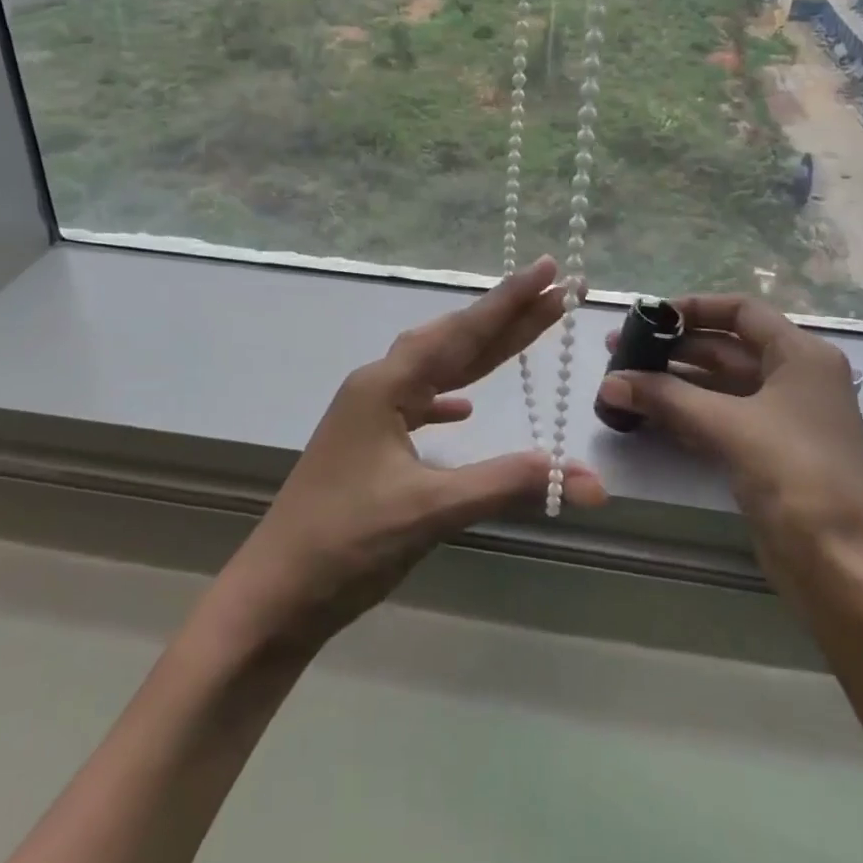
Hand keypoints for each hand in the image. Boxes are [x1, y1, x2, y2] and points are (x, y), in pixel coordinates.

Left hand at [218, 256, 607, 649]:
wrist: (275, 594)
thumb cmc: (347, 543)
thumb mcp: (431, 510)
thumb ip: (507, 484)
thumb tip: (587, 478)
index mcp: (386, 386)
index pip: (461, 333)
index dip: (509, 301)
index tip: (547, 268)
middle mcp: (378, 387)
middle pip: (453, 342)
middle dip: (505, 319)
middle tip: (553, 293)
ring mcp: (370, 415)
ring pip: (436, 370)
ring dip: (481, 354)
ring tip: (523, 332)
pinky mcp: (369, 445)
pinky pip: (418, 404)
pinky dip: (447, 399)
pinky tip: (464, 408)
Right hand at [596, 295, 862, 591]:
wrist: (838, 565)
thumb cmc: (794, 475)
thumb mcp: (728, 426)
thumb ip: (666, 397)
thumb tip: (609, 381)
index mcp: (801, 356)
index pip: (742, 311)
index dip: (694, 308)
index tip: (648, 316)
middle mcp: (795, 378)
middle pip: (726, 347)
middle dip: (672, 348)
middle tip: (619, 352)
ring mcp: (782, 417)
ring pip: (719, 384)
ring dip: (673, 382)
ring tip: (622, 381)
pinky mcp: (768, 451)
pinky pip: (720, 416)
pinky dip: (685, 411)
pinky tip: (645, 413)